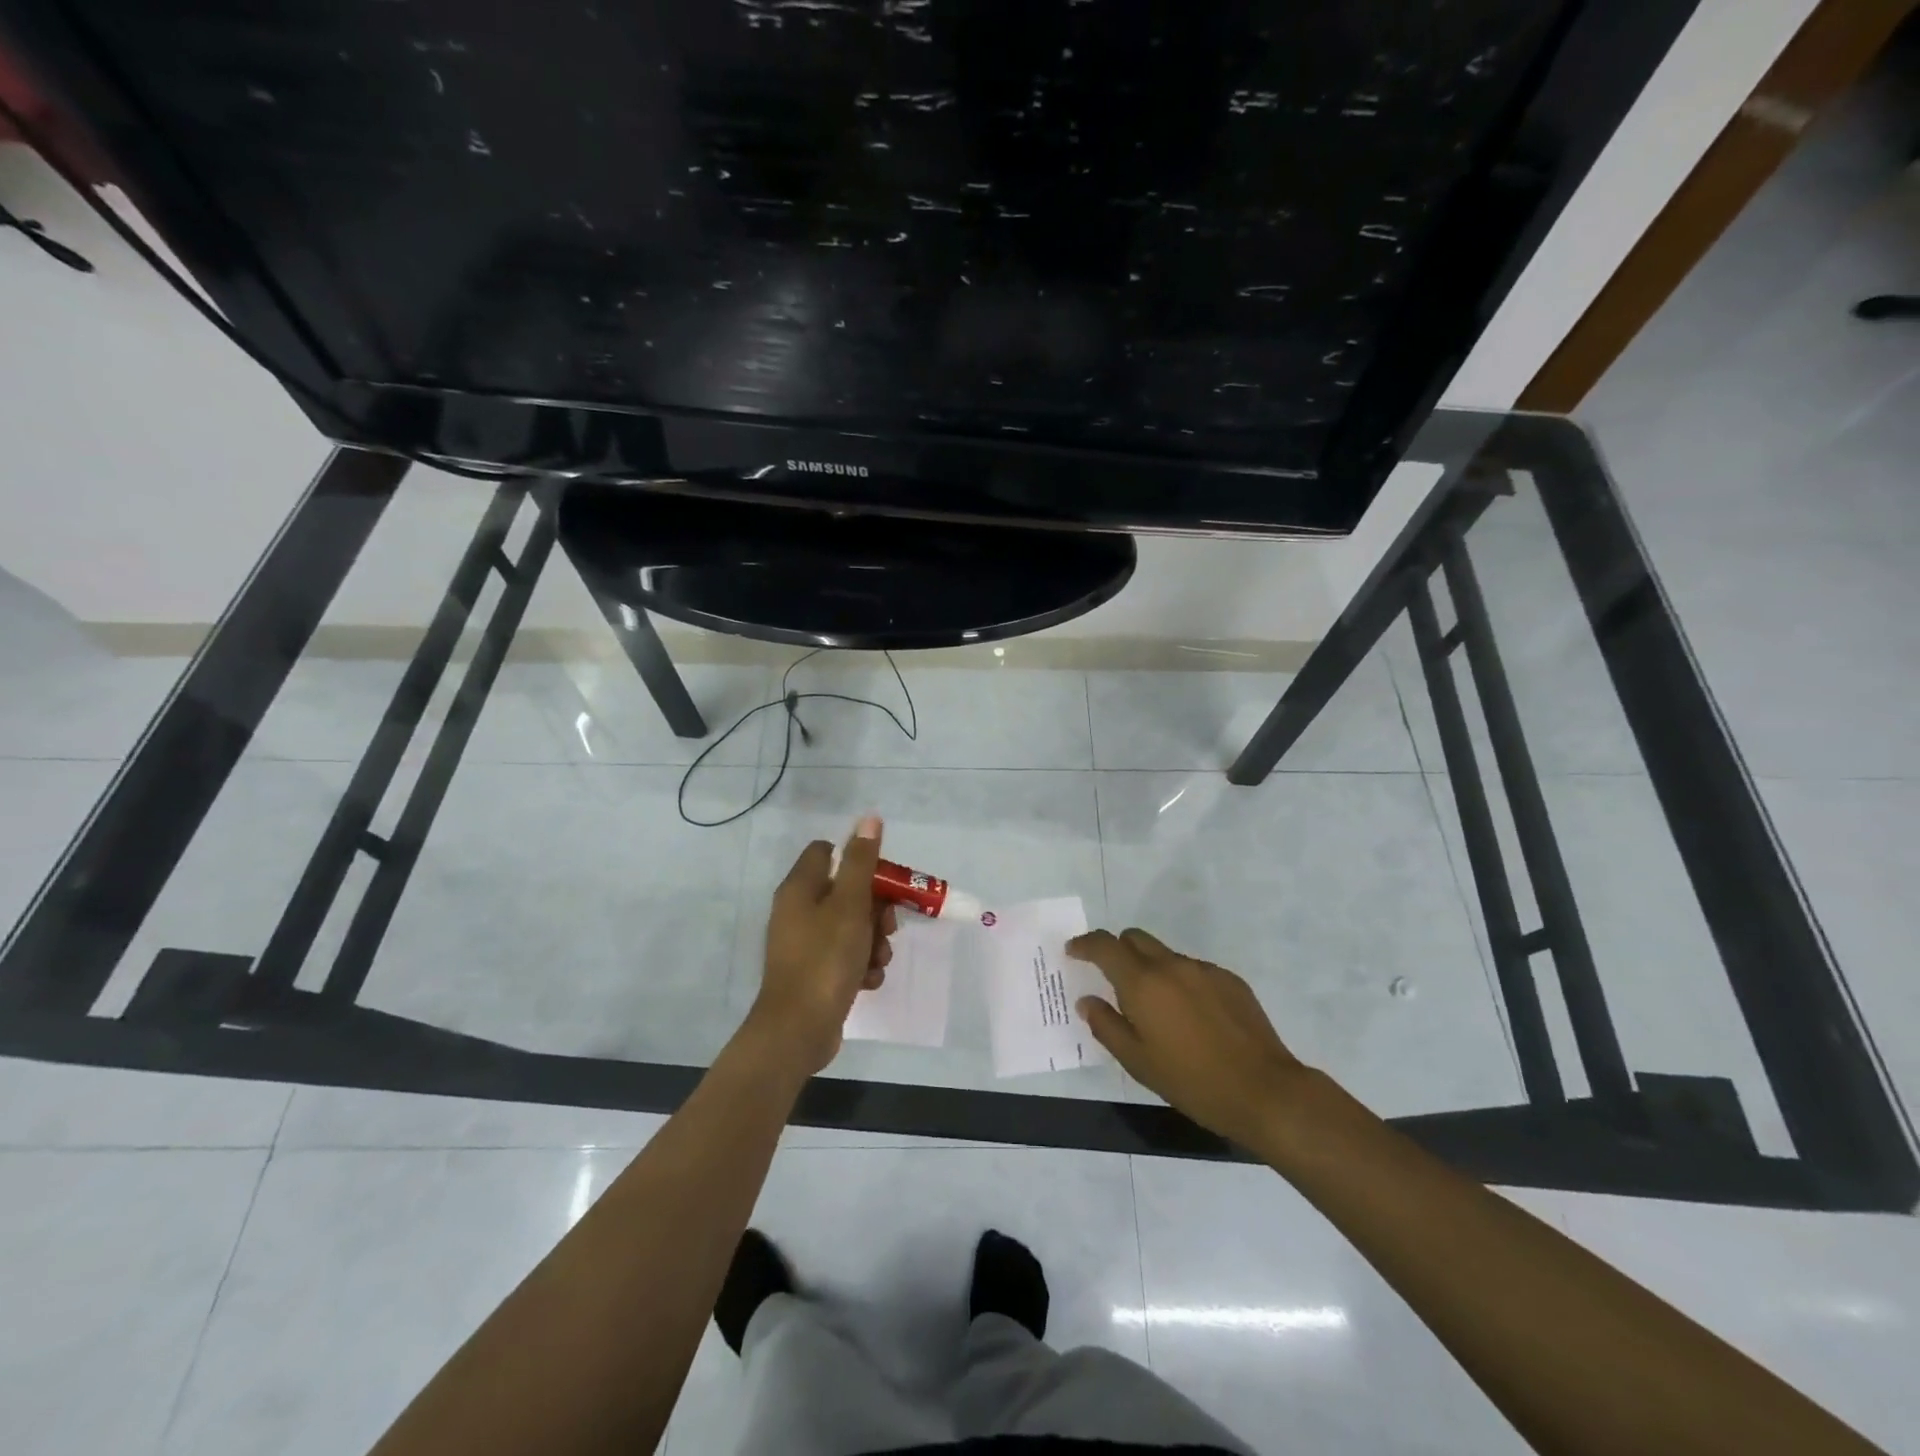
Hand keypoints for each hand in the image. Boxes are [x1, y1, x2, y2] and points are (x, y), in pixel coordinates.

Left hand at [748, 815, 896, 1076]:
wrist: (798, 1031)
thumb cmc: (825, 960)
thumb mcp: (850, 905)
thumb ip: (861, 861)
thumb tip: (869, 818)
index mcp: (800, 888)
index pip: (827, 851)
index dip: (857, 860)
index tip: (882, 880)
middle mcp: (798, 911)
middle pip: (845, 891)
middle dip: (874, 909)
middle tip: (886, 927)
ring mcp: (804, 944)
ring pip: (851, 926)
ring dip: (872, 940)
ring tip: (878, 960)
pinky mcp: (813, 972)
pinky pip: (845, 956)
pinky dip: (861, 965)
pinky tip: (868, 980)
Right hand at [1069, 927, 1308, 1149]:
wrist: (1264, 1091)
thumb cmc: (1192, 1081)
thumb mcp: (1138, 1062)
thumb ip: (1106, 1026)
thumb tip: (1087, 1001)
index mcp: (1143, 983)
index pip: (1105, 946)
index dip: (1084, 944)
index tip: (1073, 951)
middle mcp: (1171, 965)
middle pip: (1135, 938)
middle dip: (1117, 951)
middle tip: (1112, 981)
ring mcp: (1204, 970)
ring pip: (1165, 955)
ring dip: (1151, 970)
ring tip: (1157, 1010)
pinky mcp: (1230, 980)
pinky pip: (1193, 970)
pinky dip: (1181, 983)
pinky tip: (1192, 1019)